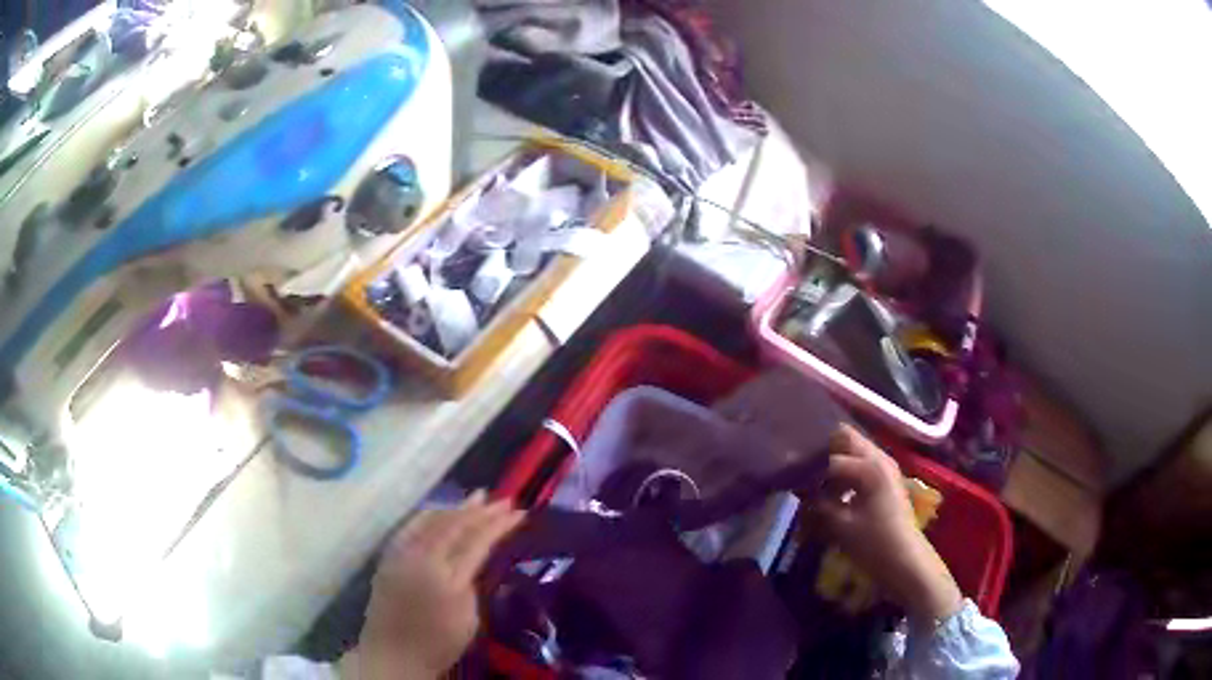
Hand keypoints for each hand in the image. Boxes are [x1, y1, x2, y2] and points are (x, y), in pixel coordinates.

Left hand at [345, 491, 525, 678]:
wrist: (395, 653)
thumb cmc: (439, 643)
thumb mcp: (469, 619)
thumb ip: (471, 584)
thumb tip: (472, 559)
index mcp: (449, 580)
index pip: (477, 543)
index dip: (498, 526)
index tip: (518, 513)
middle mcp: (423, 561)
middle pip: (455, 527)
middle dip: (482, 511)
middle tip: (504, 500)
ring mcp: (402, 556)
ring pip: (432, 522)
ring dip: (457, 508)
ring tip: (478, 497)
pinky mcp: (389, 557)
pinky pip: (411, 527)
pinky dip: (429, 515)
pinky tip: (440, 509)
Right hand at [813, 425, 961, 623]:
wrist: (907, 563)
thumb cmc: (875, 544)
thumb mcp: (841, 526)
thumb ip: (818, 503)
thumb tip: (798, 489)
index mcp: (869, 465)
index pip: (829, 458)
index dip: (806, 468)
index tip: (785, 477)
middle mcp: (879, 458)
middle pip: (844, 438)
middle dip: (821, 452)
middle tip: (798, 470)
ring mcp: (884, 468)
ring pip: (852, 451)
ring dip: (832, 463)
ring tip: (811, 485)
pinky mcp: (885, 482)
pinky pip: (860, 466)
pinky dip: (844, 475)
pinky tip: (830, 494)